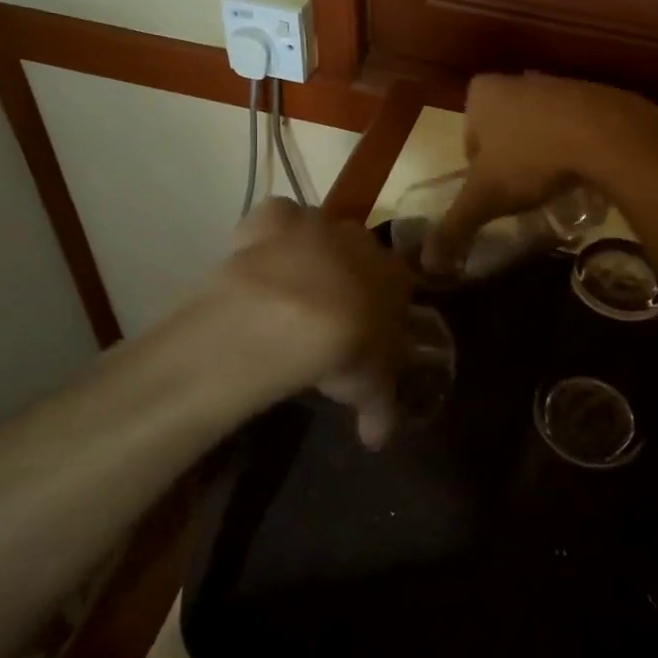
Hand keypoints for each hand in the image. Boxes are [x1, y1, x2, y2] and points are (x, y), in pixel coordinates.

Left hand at [216, 198, 411, 446]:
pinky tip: (259, 259)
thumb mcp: (369, 388)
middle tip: (325, 314)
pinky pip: (277, 218)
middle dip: (347, 277)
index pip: (398, 285)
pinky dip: (270, 233)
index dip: (381, 307)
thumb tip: (378, 440)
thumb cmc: (346, 349)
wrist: (292, 316)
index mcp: (394, 276)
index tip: (365, 333)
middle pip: (360, 254)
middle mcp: (361, 242)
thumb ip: (380, 409)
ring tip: (288, 292)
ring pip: (320, 232)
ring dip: (310, 254)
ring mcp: (317, 225)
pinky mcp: (274, 217)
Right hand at [426, 73, 657, 274]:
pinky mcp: (595, 94)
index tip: (497, 191)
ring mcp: (558, 83)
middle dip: (512, 158)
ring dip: (544, 151)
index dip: (479, 170)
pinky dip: (575, 146)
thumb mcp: (485, 198)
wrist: (606, 135)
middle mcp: (517, 80)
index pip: (468, 138)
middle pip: (504, 131)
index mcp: (482, 93)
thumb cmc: (531, 158)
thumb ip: (455, 227)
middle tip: (524, 190)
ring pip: (540, 127)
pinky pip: (575, 126)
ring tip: (555, 184)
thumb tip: (429, 264)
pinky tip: (583, 170)